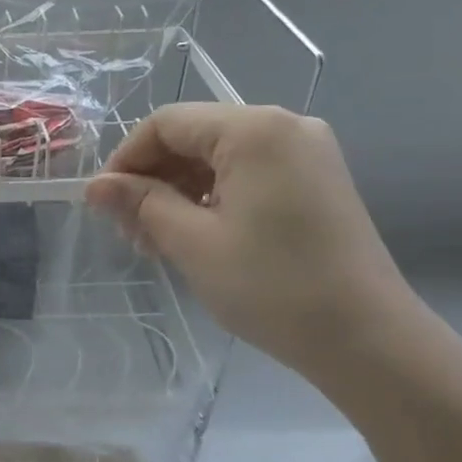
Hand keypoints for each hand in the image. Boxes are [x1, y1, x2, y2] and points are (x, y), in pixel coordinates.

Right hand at [85, 105, 417, 378]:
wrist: (366, 338)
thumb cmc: (271, 286)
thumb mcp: (192, 242)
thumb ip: (140, 203)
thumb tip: (95, 186)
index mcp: (254, 130)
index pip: (167, 123)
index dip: (126, 159)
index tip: (104, 204)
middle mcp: (284, 126)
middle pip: (194, 136)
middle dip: (153, 178)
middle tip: (130, 231)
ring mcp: (307, 153)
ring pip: (219, 157)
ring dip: (179, 191)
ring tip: (158, 240)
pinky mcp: (317, 181)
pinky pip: (248, 173)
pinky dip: (213, 197)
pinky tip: (197, 235)